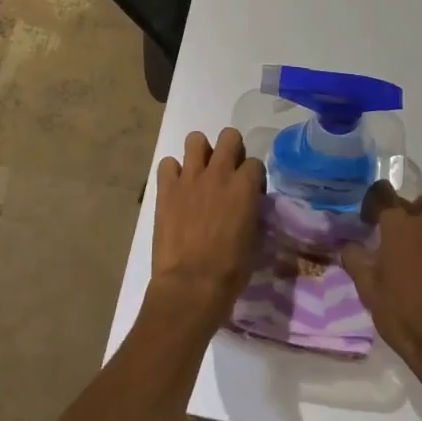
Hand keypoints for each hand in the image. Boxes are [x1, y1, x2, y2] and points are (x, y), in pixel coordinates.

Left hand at [148, 129, 264, 330]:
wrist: (191, 284)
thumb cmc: (230, 270)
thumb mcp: (254, 237)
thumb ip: (251, 210)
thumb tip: (246, 204)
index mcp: (245, 186)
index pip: (255, 162)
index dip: (253, 175)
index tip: (249, 190)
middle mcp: (219, 173)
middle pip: (229, 136)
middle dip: (231, 148)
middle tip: (226, 170)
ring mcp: (190, 177)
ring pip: (195, 139)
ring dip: (200, 152)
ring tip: (198, 172)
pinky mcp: (166, 188)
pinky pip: (166, 163)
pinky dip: (172, 172)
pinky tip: (175, 188)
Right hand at [341, 183, 421, 395]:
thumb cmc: (402, 315)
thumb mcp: (367, 289)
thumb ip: (355, 258)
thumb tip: (350, 244)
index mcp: (397, 227)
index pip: (381, 195)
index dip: (372, 204)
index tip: (368, 221)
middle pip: (410, 200)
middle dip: (399, 212)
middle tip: (394, 236)